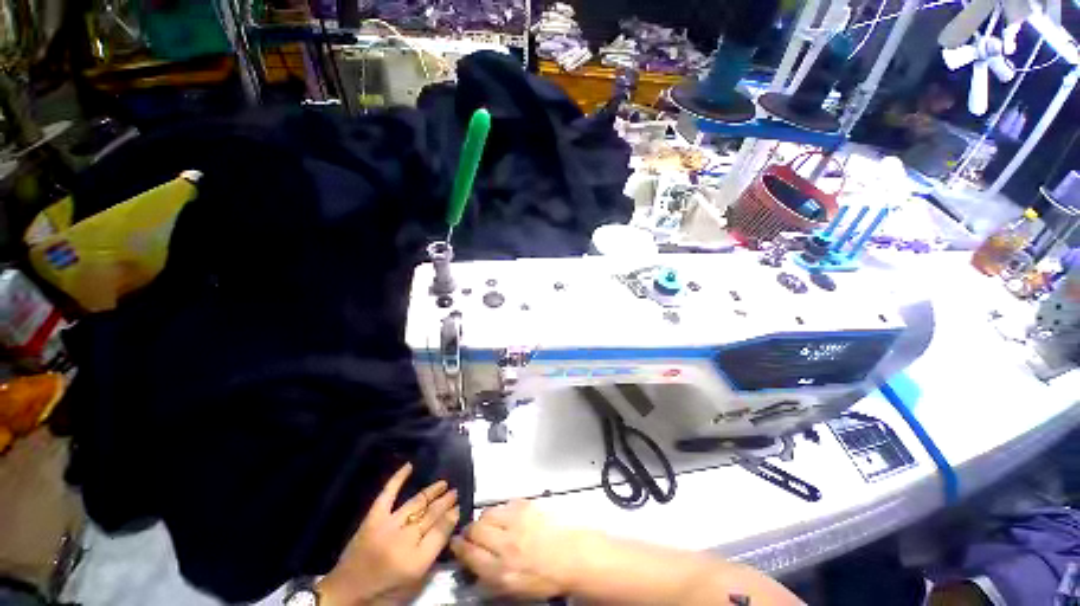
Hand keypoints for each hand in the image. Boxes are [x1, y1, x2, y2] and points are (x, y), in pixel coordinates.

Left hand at [318, 463, 458, 605]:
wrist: (346, 594)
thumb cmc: (384, 591)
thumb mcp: (414, 581)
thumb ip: (433, 554)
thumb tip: (448, 525)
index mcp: (416, 561)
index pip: (441, 532)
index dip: (452, 517)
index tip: (459, 507)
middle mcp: (404, 540)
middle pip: (431, 515)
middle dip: (446, 502)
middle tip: (455, 492)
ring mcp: (387, 526)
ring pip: (416, 503)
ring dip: (432, 492)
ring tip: (443, 484)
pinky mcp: (372, 519)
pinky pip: (387, 494)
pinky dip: (398, 479)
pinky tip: (409, 466)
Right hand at [450, 500, 584, 599]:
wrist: (573, 556)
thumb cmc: (547, 577)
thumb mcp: (515, 589)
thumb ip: (491, 578)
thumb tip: (474, 567)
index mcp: (501, 570)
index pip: (469, 554)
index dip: (458, 547)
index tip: (455, 542)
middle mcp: (506, 544)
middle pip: (475, 529)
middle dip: (469, 530)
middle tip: (471, 532)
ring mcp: (517, 522)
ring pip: (488, 513)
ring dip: (484, 519)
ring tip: (489, 523)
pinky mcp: (527, 506)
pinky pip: (505, 503)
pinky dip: (502, 509)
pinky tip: (507, 516)